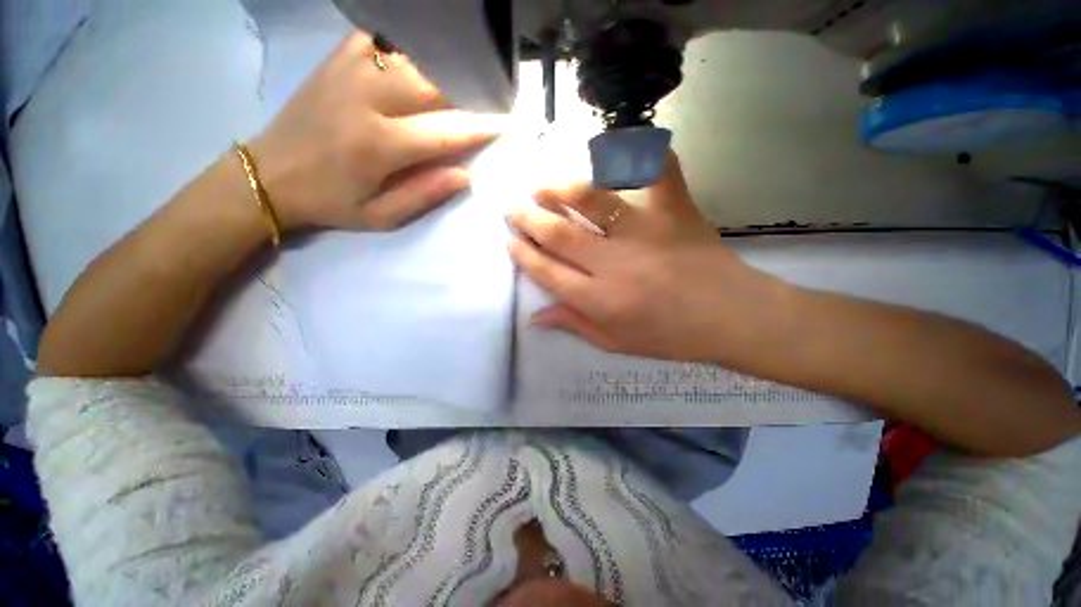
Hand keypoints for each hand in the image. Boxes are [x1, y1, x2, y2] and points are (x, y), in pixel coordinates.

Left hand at [248, 32, 503, 231]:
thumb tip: (464, 175)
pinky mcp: (336, 60)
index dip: (479, 127)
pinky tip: (418, 62)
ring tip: (461, 83)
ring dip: (443, 70)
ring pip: (413, 59)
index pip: (445, 130)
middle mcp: (367, 100)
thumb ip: (424, 195)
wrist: (270, 174)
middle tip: (486, 101)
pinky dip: (407, 48)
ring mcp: (349, 72)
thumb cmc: (331, 202)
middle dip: (467, 93)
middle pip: (433, 84)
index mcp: (380, 145)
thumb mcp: (381, 217)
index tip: (503, 123)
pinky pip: (382, 40)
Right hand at [506, 153, 788, 364]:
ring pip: (591, 200)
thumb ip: (574, 324)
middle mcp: (614, 262)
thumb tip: (534, 316)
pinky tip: (621, 145)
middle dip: (528, 219)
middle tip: (512, 207)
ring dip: (560, 189)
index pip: (547, 272)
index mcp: (600, 299)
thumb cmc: (671, 337)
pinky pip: (656, 172)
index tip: (508, 240)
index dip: (523, 254)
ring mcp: (645, 231)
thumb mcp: (616, 343)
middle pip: (559, 234)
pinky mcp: (674, 210)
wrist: (731, 316)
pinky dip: (640, 152)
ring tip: (541, 185)